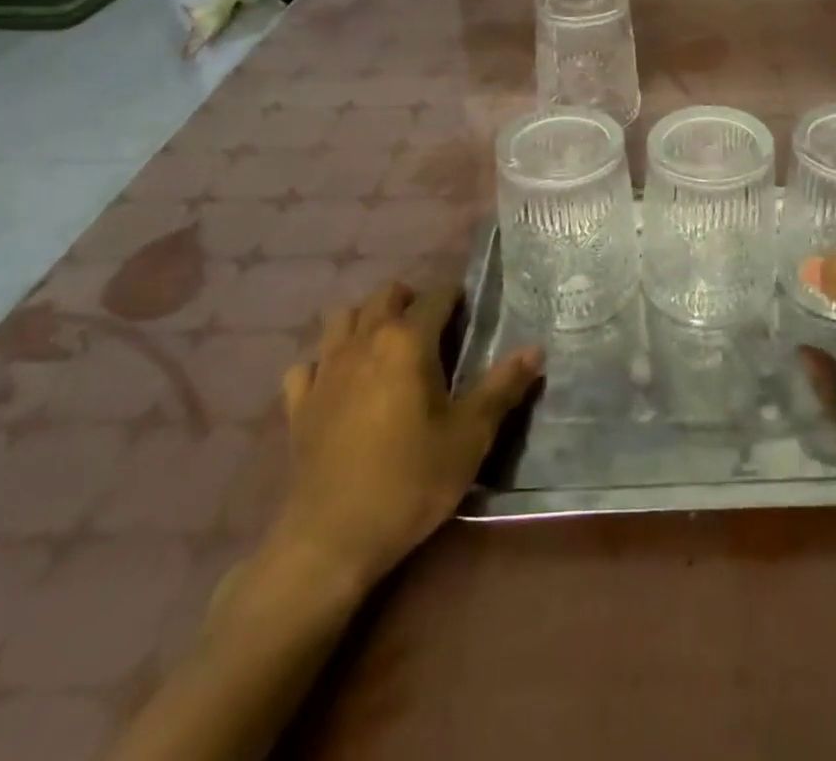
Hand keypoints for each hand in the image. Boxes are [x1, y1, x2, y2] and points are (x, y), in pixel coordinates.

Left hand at [273, 283, 541, 587]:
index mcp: (407, 341)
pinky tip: (339, 383)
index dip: (456, 298)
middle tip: (433, 330)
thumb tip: (536, 349)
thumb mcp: (470, 435)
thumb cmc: (410, 480)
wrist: (331, 540)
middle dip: (411, 300)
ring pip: (342, 318)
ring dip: (365, 320)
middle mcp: (364, 341)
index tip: (470, 315)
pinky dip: (325, 362)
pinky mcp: (298, 404)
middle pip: (385, 295)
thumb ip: (503, 386)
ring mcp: (325, 370)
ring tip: (386, 346)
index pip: (437, 296)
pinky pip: (308, 364)